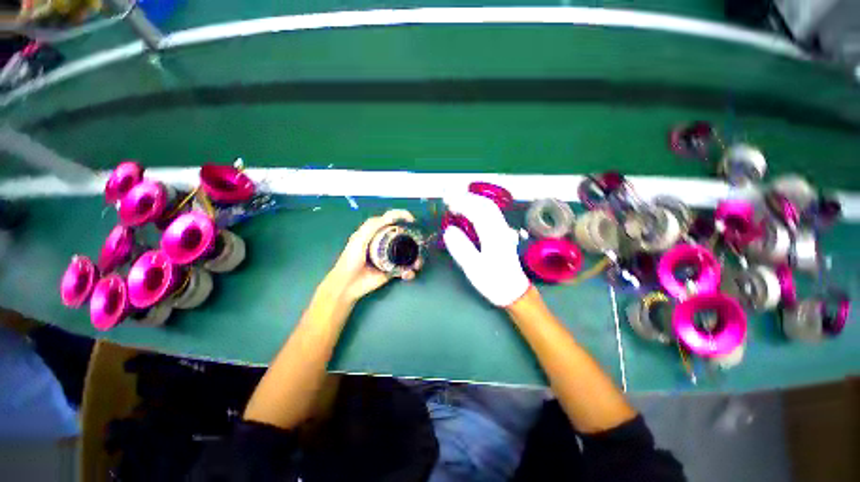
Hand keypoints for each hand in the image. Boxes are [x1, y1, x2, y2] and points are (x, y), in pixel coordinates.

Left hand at [323, 209, 416, 303]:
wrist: (348, 284)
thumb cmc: (351, 259)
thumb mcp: (359, 239)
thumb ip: (372, 226)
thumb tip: (391, 217)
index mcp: (377, 233)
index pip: (391, 220)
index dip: (402, 216)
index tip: (412, 220)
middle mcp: (385, 243)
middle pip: (404, 237)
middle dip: (415, 240)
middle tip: (420, 245)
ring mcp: (390, 257)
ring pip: (408, 254)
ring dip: (416, 258)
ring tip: (417, 264)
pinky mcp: (392, 270)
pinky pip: (405, 269)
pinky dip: (409, 272)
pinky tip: (408, 274)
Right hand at [443, 193, 530, 306]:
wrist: (513, 291)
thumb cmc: (493, 282)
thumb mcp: (473, 268)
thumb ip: (461, 248)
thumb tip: (449, 230)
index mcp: (493, 236)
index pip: (477, 212)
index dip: (462, 204)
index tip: (447, 204)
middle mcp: (500, 229)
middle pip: (486, 205)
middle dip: (467, 198)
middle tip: (449, 199)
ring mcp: (504, 230)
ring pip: (490, 208)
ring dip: (474, 200)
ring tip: (457, 202)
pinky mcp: (503, 234)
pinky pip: (492, 213)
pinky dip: (479, 207)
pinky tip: (471, 211)